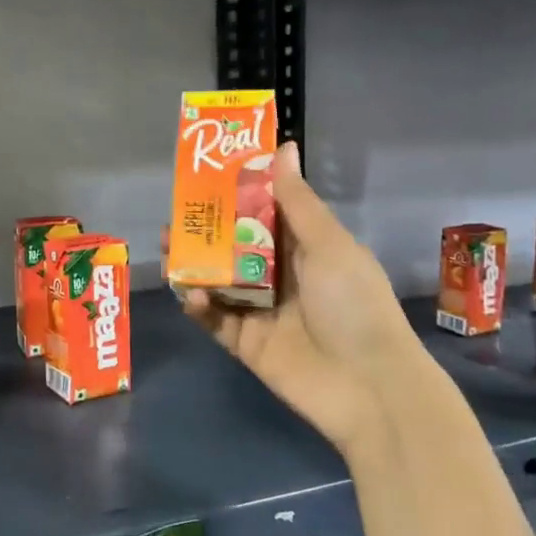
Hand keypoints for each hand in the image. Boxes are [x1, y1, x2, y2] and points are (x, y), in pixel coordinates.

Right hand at [182, 140, 427, 447]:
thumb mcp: (329, 245)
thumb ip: (297, 202)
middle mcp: (279, 275)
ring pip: (216, 279)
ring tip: (167, 245)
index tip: (206, 173)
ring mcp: (260, 310)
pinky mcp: (244, 342)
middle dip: (204, 229)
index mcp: (304, 248)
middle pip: (233, 245)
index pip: (263, 213)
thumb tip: (284, 147)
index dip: (236, 193)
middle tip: (175, 213)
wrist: (368, 387)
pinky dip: (198, 305)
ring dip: (192, 263)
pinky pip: (213, 318)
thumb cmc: (354, 305)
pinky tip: (191, 294)